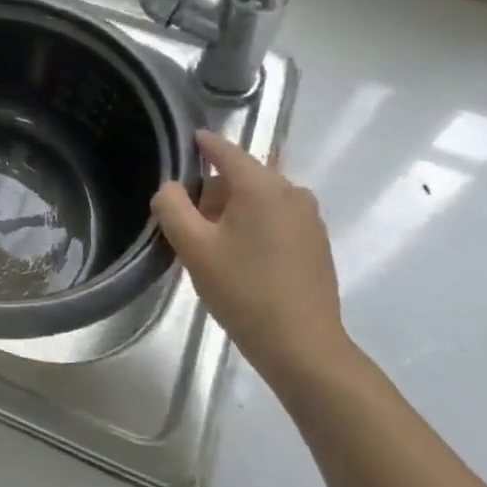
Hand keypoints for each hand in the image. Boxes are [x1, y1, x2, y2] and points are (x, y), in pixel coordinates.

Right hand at [151, 131, 355, 394]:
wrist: (302, 346)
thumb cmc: (243, 290)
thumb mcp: (193, 247)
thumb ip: (172, 207)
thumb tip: (170, 187)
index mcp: (262, 186)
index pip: (225, 150)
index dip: (203, 144)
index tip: (187, 140)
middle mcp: (291, 192)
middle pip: (244, 176)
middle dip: (214, 188)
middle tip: (189, 218)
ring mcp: (309, 218)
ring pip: (261, 199)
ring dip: (234, 210)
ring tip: (212, 242)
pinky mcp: (316, 243)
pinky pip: (277, 219)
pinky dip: (255, 225)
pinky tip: (241, 257)